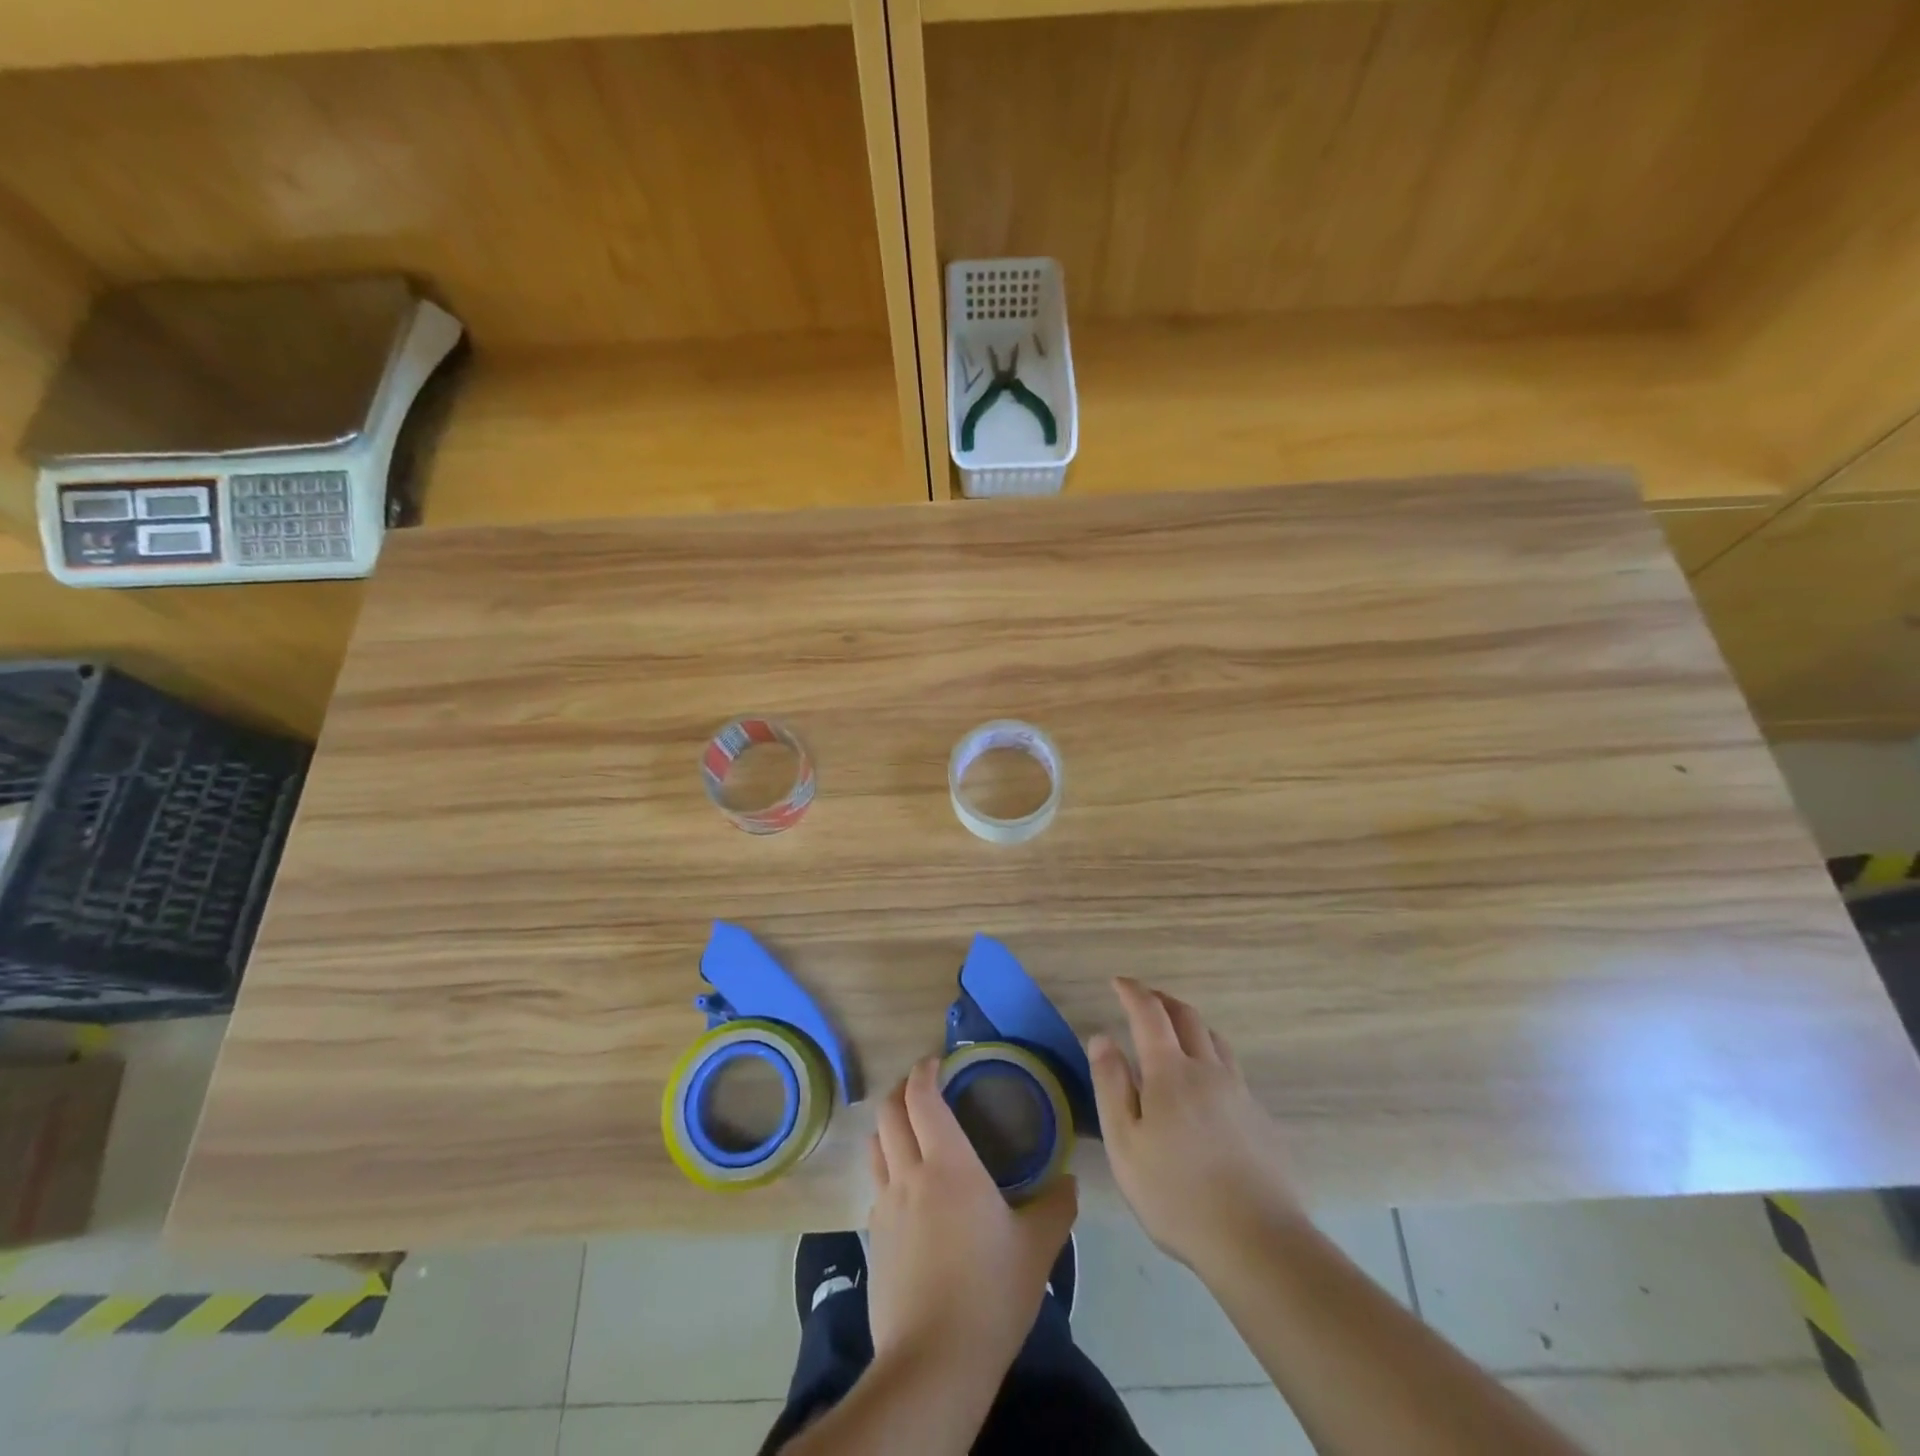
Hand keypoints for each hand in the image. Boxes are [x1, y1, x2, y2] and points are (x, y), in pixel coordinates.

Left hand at [866, 1057, 1077, 1375]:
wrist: (934, 1362)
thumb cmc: (990, 1292)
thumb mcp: (1038, 1248)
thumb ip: (1057, 1206)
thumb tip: (1068, 1181)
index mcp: (948, 1163)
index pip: (921, 1097)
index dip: (924, 1071)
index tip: (936, 1061)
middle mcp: (909, 1174)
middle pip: (888, 1112)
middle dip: (901, 1089)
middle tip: (923, 1088)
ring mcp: (885, 1207)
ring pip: (875, 1146)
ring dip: (888, 1127)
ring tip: (911, 1131)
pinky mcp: (873, 1239)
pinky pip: (876, 1187)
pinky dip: (888, 1171)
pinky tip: (909, 1193)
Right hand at [1089, 977, 1303, 1275]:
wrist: (1258, 1242)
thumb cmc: (1176, 1194)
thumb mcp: (1125, 1143)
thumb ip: (1111, 1085)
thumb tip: (1102, 1037)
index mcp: (1171, 1072)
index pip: (1150, 1013)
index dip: (1133, 992)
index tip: (1118, 982)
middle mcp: (1208, 1070)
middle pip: (1188, 1017)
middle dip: (1162, 1000)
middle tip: (1144, 999)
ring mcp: (1240, 1093)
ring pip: (1215, 1041)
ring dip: (1191, 1026)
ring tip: (1175, 1035)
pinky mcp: (1260, 1120)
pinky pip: (1232, 1071)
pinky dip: (1211, 1059)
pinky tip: (1205, 1088)